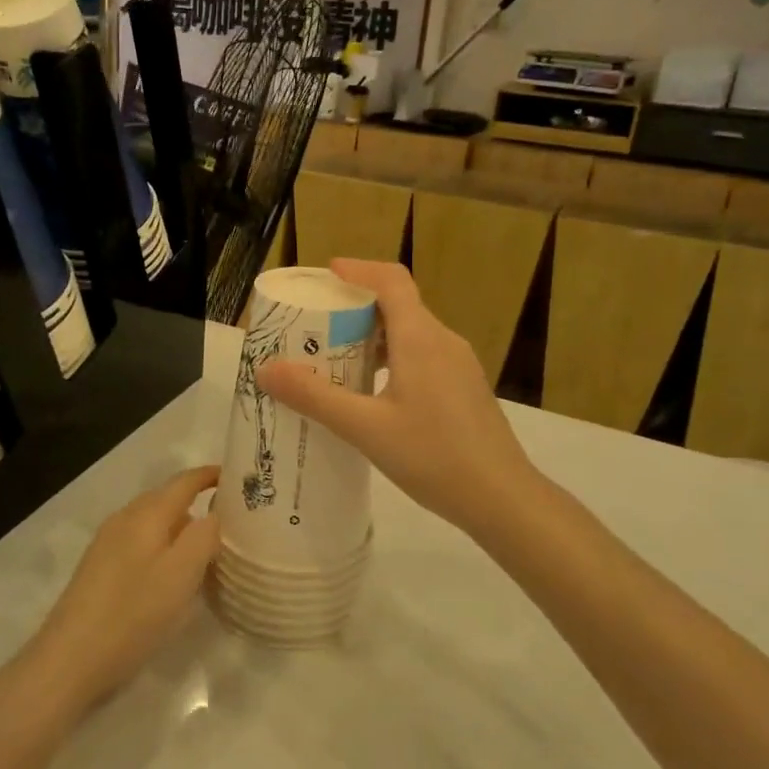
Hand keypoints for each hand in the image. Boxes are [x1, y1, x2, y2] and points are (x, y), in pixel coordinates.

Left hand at [23, 466, 220, 718]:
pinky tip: (171, 574)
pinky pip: (139, 542)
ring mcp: (107, 543)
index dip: (209, 476)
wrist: (70, 659)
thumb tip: (212, 515)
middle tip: (229, 519)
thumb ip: (203, 537)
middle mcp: (124, 519)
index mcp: (146, 514)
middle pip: (166, 499)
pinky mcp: (99, 568)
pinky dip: (162, 546)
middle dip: (196, 502)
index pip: (183, 482)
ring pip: (152, 522)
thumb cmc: (133, 613)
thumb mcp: (181, 575)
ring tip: (206, 548)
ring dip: (179, 527)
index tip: (237, 477)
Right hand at [255, 260, 534, 536]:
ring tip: (337, 360)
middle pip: (399, 305)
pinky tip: (373, 394)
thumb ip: (314, 397)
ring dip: (374, 337)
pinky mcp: (465, 388)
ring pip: (411, 333)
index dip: (358, 270)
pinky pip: (423, 356)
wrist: (502, 498)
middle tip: (317, 325)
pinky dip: (392, 358)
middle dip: (356, 307)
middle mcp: (443, 341)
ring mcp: (459, 365)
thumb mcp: (365, 428)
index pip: (391, 280)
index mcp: (421, 338)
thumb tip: (266, 369)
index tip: (326, 274)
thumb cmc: (433, 456)